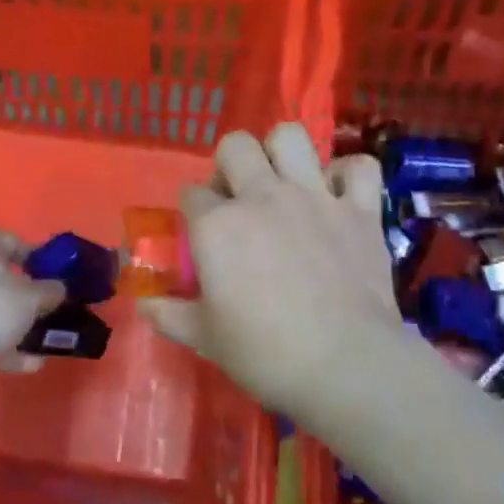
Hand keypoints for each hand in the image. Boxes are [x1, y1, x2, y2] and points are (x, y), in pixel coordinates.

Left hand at [0, 228, 66, 374]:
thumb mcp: (31, 298)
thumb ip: (50, 292)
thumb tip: (59, 289)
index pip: (14, 242)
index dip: (38, 261)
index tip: (55, 280)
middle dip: (22, 297)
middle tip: (45, 311)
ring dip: (12, 325)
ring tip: (39, 344)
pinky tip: (26, 364)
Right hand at [141, 124, 401, 416]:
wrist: (346, 365)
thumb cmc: (266, 354)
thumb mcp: (206, 339)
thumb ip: (170, 314)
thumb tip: (144, 305)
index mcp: (217, 224)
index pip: (190, 193)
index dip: (193, 211)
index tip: (201, 235)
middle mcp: (262, 196)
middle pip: (235, 146)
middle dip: (229, 164)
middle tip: (238, 199)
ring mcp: (314, 196)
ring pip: (291, 137)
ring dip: (283, 153)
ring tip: (283, 182)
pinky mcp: (359, 209)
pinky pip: (358, 167)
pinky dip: (348, 176)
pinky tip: (339, 196)